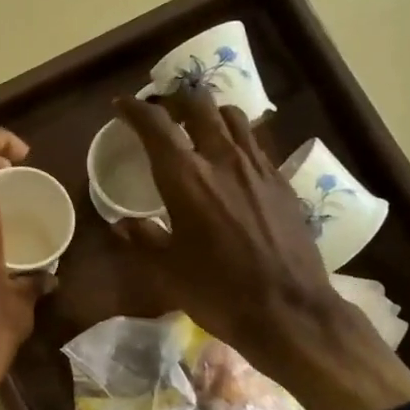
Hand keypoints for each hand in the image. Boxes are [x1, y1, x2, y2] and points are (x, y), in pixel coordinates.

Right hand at [111, 88, 409, 409]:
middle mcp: (222, 159)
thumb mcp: (167, 270)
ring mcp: (258, 167)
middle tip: (162, 108)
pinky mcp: (282, 182)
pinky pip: (256, 143)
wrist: (288, 310)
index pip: (155, 125)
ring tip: (198, 125)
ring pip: (233, 117)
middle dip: (176, 99)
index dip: (134, 109)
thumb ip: (143, 239)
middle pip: (199, 106)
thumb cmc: (218, 292)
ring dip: (210, 113)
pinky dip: (236, 138)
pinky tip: (231, 159)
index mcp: (186, 178)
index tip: (121, 105)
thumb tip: (122, 224)